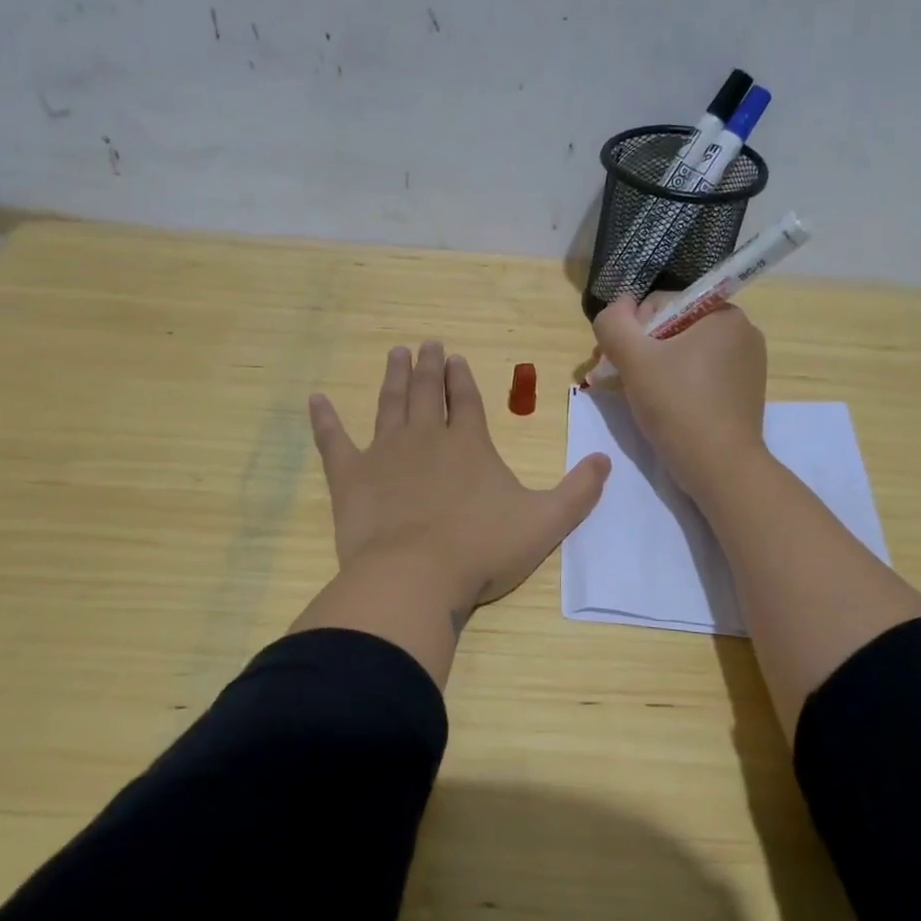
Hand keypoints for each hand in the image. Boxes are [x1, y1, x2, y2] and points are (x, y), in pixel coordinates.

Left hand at [308, 342, 610, 612]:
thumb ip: (578, 491)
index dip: (461, 378)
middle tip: (424, 344)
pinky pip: (333, 440)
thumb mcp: (545, 522)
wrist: (416, 576)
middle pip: (426, 392)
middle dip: (427, 367)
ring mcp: (384, 453)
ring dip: (393, 378)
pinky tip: (315, 399)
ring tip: (395, 354)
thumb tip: (604, 459)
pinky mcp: (350, 476)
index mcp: (468, 444)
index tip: (454, 358)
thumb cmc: (482, 549)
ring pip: (389, 404)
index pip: (466, 400)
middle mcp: (426, 437)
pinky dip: (324, 419)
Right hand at [590, 296, 767, 497]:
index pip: (660, 304)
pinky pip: (699, 376)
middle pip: (672, 329)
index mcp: (723, 314)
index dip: (631, 330)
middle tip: (617, 380)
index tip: (615, 361)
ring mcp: (745, 365)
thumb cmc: (678, 406)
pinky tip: (660, 407)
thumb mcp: (634, 359)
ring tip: (635, 395)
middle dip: (640, 350)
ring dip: (653, 369)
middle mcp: (741, 333)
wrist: (720, 469)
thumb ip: (614, 323)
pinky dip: (675, 385)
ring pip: (683, 354)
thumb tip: (616, 307)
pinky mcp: (741, 393)